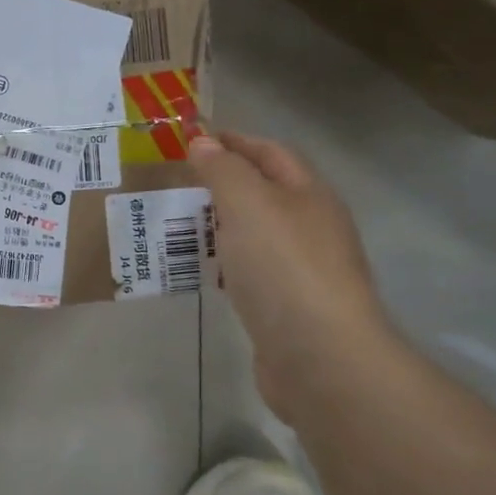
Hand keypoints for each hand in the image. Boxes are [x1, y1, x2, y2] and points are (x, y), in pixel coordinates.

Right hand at [189, 131, 389, 415]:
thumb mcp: (248, 203)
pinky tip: (203, 269)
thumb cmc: (283, 266)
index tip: (191, 138)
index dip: (233, 140)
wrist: (319, 357)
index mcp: (309, 194)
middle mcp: (312, 226)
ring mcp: (302, 268)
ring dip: (220, 223)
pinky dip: (225, 261)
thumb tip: (203, 141)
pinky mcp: (287, 305)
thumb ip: (223, 169)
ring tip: (177, 221)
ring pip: (255, 232)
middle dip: (222, 182)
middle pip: (264, 191)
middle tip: (176, 180)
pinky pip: (251, 269)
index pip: (270, 152)